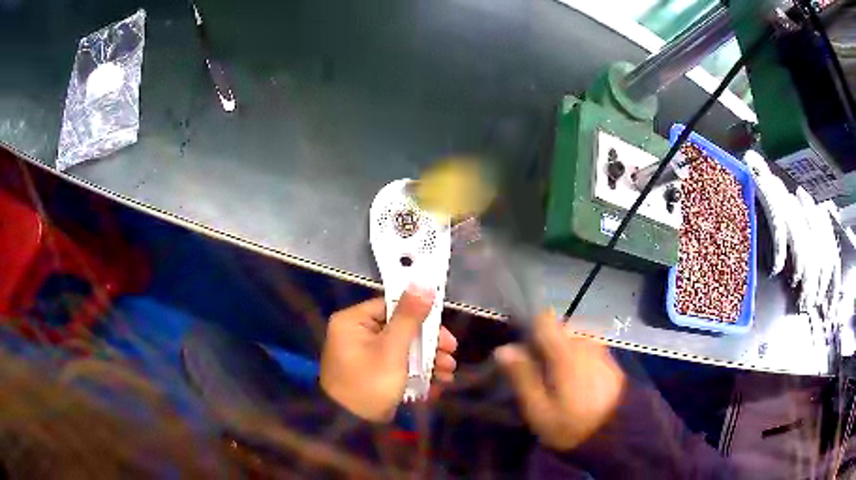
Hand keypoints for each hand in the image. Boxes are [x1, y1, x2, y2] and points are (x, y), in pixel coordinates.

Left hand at [320, 287, 457, 421]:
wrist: (350, 426)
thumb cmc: (370, 382)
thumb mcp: (392, 349)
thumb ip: (409, 317)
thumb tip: (423, 283)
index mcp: (353, 322)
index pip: (391, 307)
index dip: (420, 317)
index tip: (444, 332)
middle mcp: (355, 334)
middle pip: (400, 329)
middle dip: (428, 344)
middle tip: (451, 355)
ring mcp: (363, 355)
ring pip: (401, 349)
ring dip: (427, 360)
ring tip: (448, 373)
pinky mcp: (371, 373)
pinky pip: (395, 364)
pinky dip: (415, 372)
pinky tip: (437, 383)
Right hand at [495, 311, 625, 450]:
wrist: (618, 437)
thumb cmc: (572, 427)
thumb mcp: (538, 411)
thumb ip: (522, 377)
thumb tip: (504, 349)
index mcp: (566, 352)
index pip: (544, 320)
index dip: (529, 330)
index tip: (522, 351)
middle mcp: (586, 343)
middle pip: (559, 330)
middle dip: (545, 346)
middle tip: (538, 376)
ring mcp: (601, 350)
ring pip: (573, 340)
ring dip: (562, 354)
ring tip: (556, 383)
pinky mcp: (610, 360)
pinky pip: (587, 349)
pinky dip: (577, 360)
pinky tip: (575, 384)